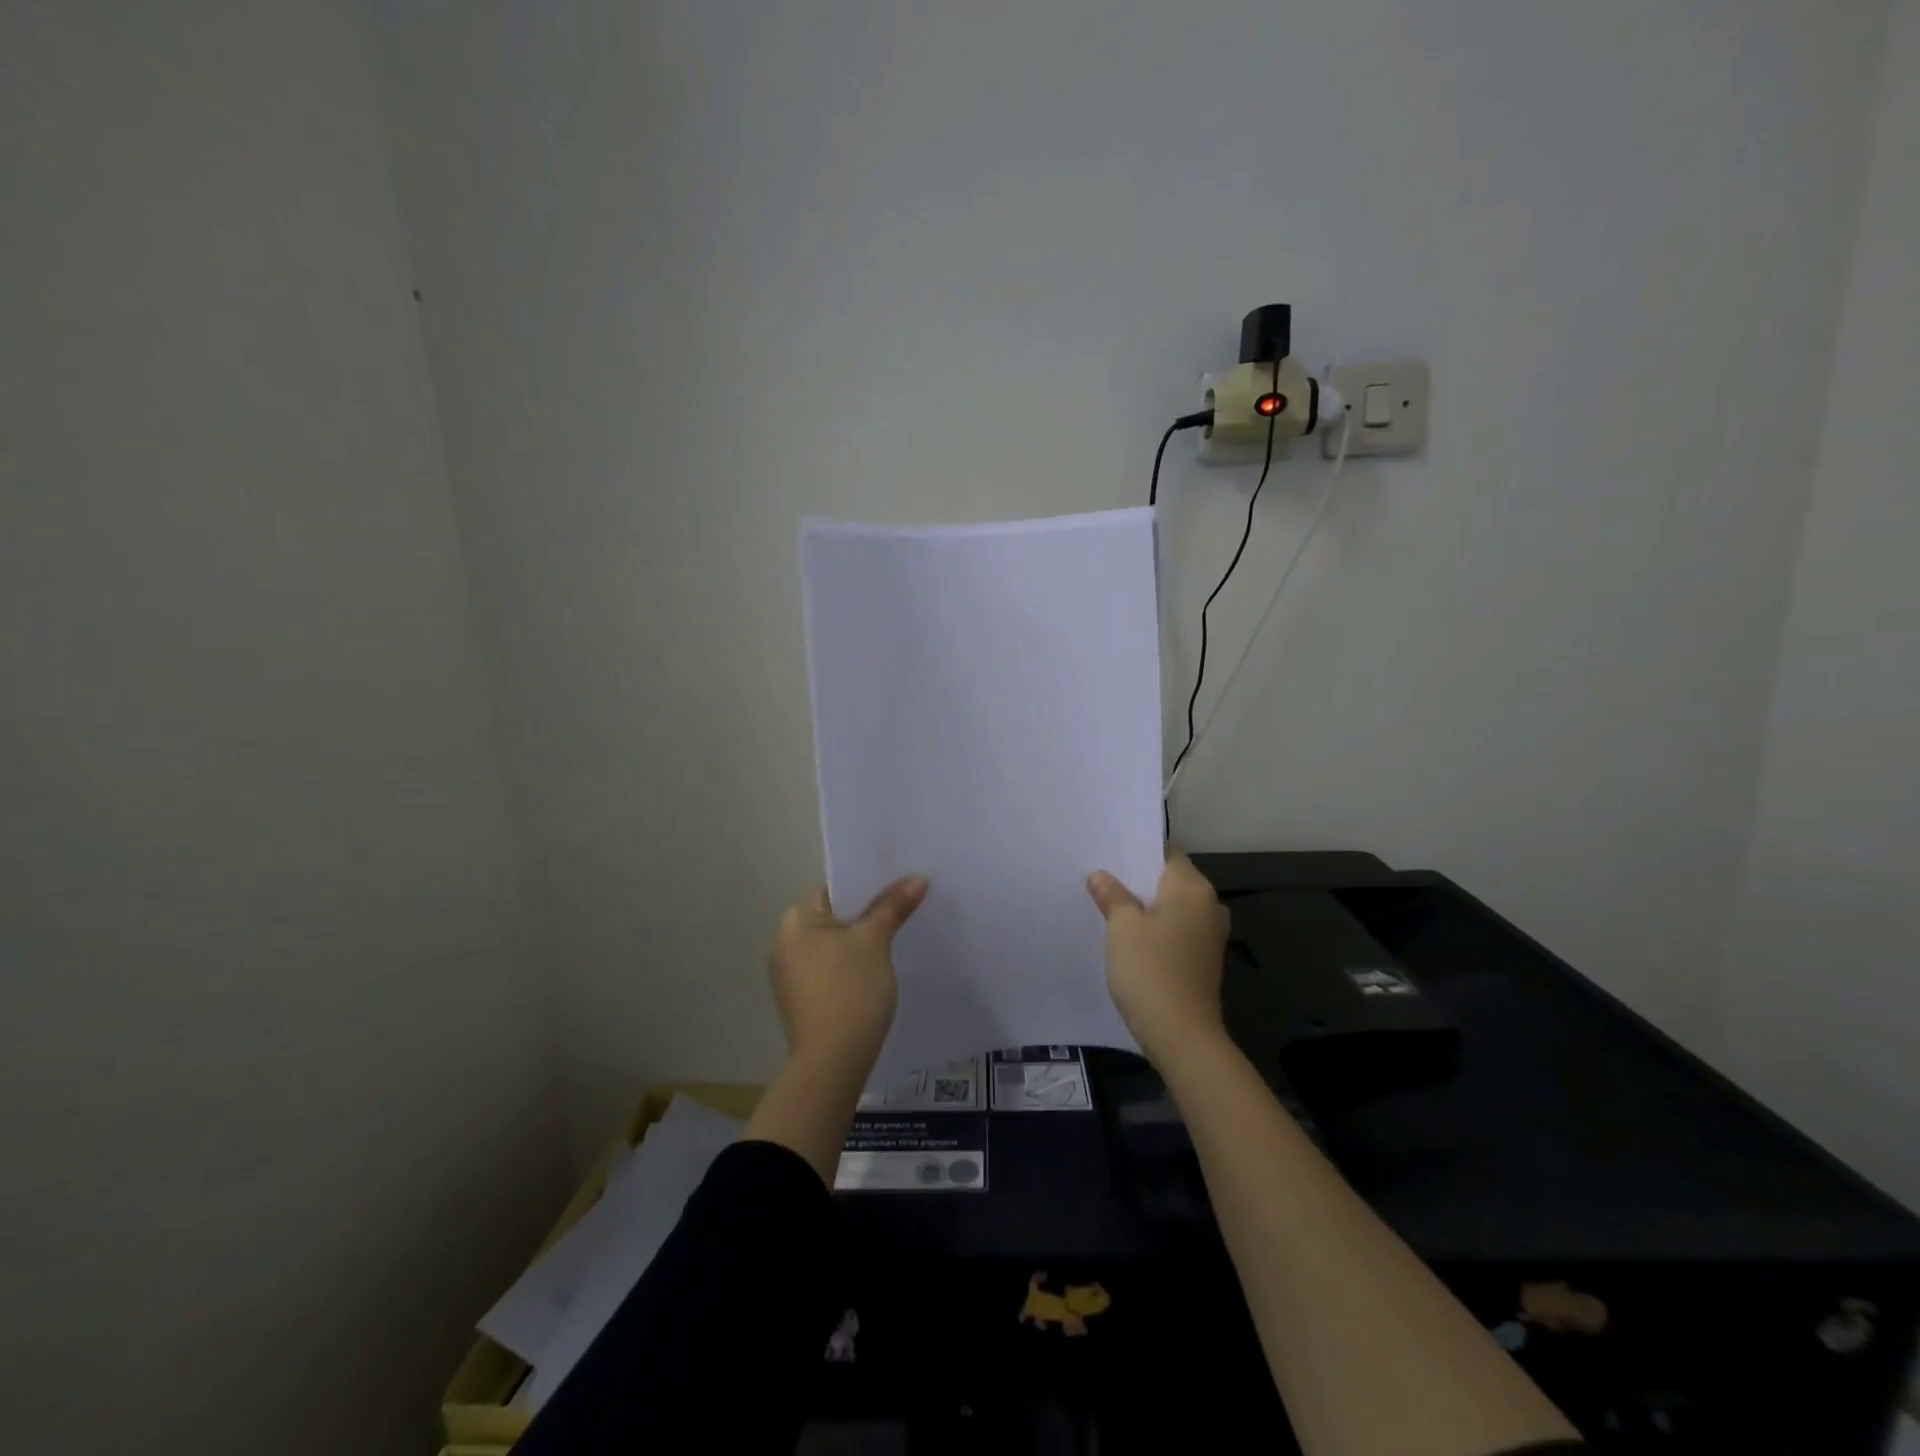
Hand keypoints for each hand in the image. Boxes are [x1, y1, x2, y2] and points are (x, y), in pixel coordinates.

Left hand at [769, 875, 927, 1077]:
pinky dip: (853, 964)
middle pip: (836, 915)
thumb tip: (917, 878)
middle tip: (906, 905)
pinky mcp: (802, 998)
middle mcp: (784, 942)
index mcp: (794, 920)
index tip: (900, 882)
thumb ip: (893, 906)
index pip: (836, 889)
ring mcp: (791, 974)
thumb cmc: (850, 990)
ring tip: (899, 933)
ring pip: (835, 943)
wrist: (832, 1063)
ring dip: (863, 940)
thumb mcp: (875, 941)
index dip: (869, 884)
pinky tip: (879, 969)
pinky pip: (832, 967)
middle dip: (869, 912)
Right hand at [1086, 856, 1229, 1069]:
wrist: (1181, 1036)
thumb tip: (1101, 876)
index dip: (1138, 852)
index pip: (1167, 853)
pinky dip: (1155, 929)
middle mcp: (1209, 906)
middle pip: (1170, 881)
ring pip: (1172, 908)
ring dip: (1146, 907)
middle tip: (1102, 879)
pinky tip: (1129, 938)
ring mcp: (1209, 935)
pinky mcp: (1203, 960)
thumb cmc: (1151, 970)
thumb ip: (1112, 896)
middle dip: (1139, 880)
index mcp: (1193, 888)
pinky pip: (1176, 931)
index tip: (1109, 854)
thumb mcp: (1122, 928)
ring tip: (1110, 907)